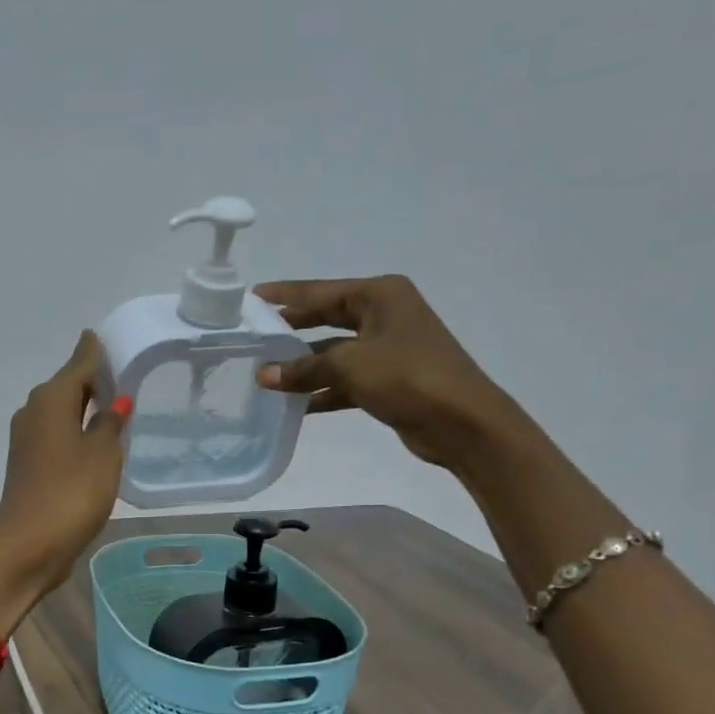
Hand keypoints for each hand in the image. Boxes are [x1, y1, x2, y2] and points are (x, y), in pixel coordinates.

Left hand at [0, 331, 130, 607]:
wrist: (28, 548)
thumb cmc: (71, 494)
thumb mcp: (102, 456)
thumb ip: (109, 424)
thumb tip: (114, 401)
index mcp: (51, 400)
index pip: (78, 363)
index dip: (93, 352)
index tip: (103, 338)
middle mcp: (32, 412)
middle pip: (66, 386)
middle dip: (90, 379)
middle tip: (120, 374)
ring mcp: (25, 440)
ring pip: (59, 412)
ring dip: (82, 407)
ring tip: (113, 406)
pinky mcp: (26, 465)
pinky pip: (55, 435)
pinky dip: (73, 431)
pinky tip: (93, 440)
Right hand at [253, 275, 511, 471]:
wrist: (462, 422)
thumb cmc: (407, 377)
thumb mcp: (350, 366)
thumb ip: (304, 369)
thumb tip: (264, 375)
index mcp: (380, 296)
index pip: (321, 291)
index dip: (286, 295)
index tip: (252, 296)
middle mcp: (384, 315)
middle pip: (326, 319)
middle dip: (292, 330)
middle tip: (254, 335)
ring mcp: (387, 349)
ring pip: (334, 353)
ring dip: (304, 366)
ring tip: (265, 375)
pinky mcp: (388, 380)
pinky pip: (345, 380)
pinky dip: (322, 390)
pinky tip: (294, 404)